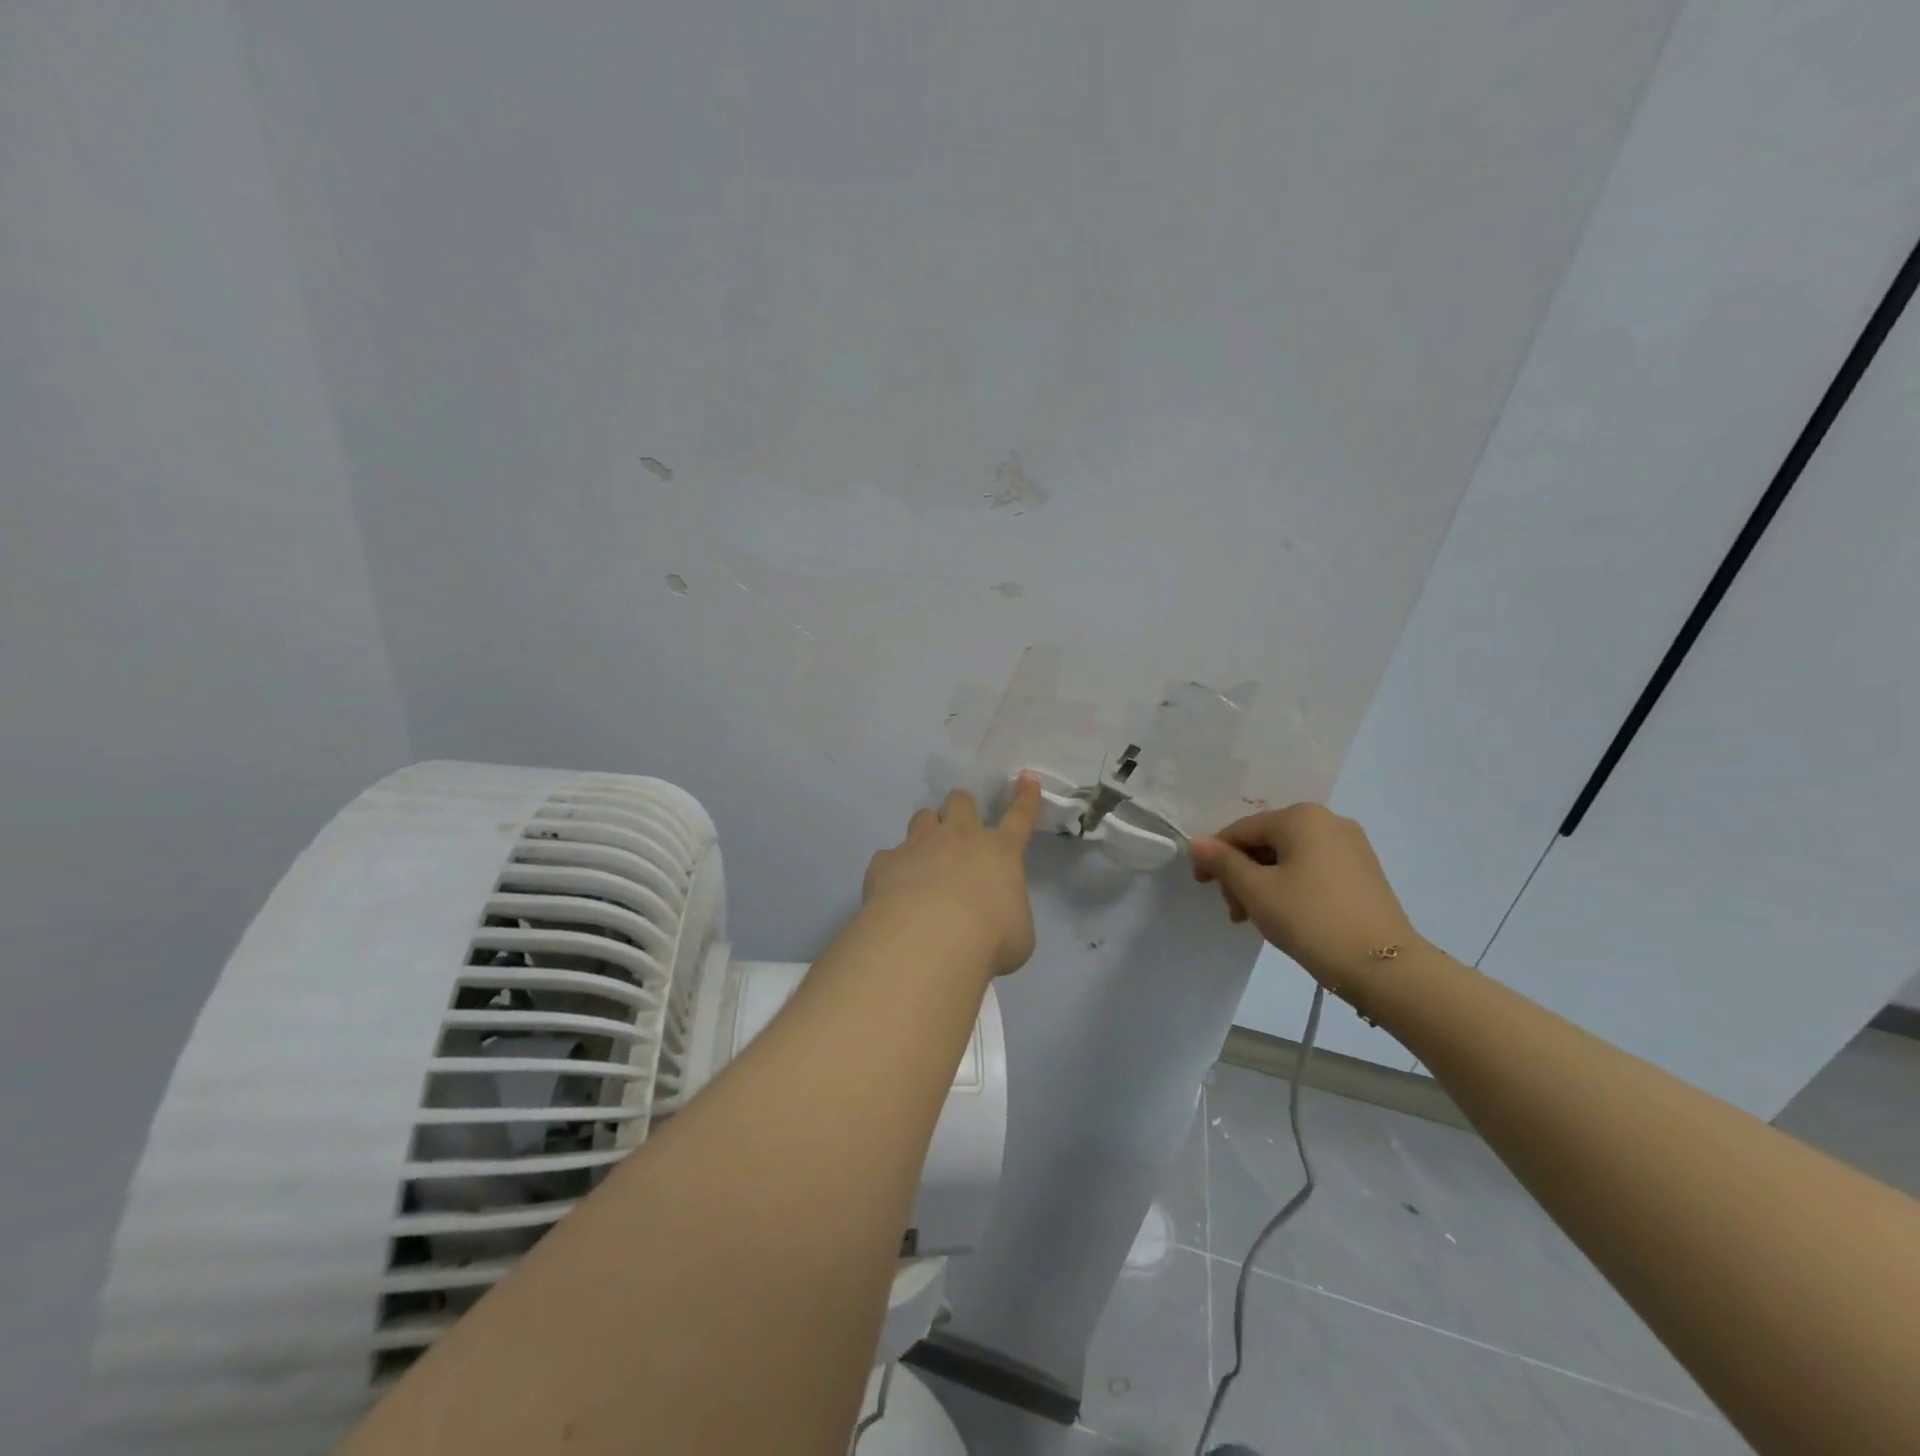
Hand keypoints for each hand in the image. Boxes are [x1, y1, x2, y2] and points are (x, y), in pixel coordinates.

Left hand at [862, 776, 1042, 977]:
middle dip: (961, 807)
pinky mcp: (886, 862)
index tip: (1026, 779)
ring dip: (927, 830)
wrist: (928, 941)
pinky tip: (893, 890)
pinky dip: (894, 869)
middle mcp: (959, 839)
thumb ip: (1008, 912)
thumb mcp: (1018, 933)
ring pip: (922, 817)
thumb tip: (997, 914)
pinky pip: (889, 856)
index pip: (1019, 817)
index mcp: (1000, 852)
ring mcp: (919, 845)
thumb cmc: (988, 939)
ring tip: (925, 854)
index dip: (1025, 797)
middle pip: (961, 801)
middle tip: (959, 827)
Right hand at [1190, 803, 1418, 991]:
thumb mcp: (1256, 891)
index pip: (1242, 830)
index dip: (1215, 856)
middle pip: (1266, 842)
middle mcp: (1328, 821)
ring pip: (1289, 857)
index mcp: (1301, 817)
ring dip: (1263, 883)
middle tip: (1234, 911)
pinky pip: (1312, 869)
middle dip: (1242, 874)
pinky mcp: (1363, 872)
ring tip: (1255, 919)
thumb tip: (1198, 843)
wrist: (1384, 966)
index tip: (1202, 886)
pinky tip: (1285, 915)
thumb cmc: (1310, 919)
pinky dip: (1290, 886)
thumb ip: (1223, 863)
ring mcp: (1351, 846)